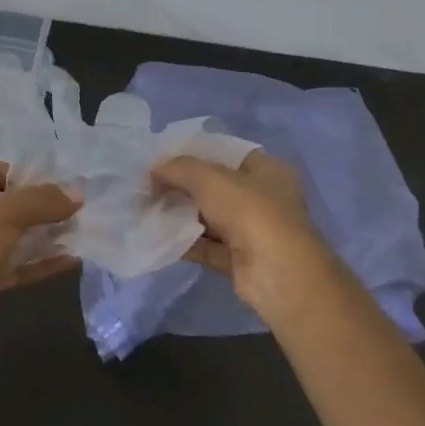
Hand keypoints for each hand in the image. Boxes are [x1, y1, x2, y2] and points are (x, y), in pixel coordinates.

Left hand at [0, 160, 80, 347]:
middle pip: (6, 205)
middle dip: (40, 207)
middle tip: (75, 210)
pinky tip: (70, 261)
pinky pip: (15, 266)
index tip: (57, 186)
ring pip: (12, 237)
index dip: (25, 175)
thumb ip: (42, 201)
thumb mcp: (5, 213)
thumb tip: (78, 194)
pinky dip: (39, 263)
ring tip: (79, 233)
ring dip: (43, 236)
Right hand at [151, 150, 337, 322]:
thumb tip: (154, 170)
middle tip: (151, 185)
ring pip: (211, 218)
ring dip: (182, 215)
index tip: (166, 158)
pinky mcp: (240, 260)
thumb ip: (179, 169)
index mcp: (268, 170)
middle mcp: (264, 198)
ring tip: (149, 209)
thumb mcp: (209, 178)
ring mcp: (253, 231)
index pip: (229, 154)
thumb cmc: (250, 211)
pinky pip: (207, 246)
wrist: (275, 272)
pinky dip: (186, 242)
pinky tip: (159, 236)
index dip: (197, 153)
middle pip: (217, 187)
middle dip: (184, 187)